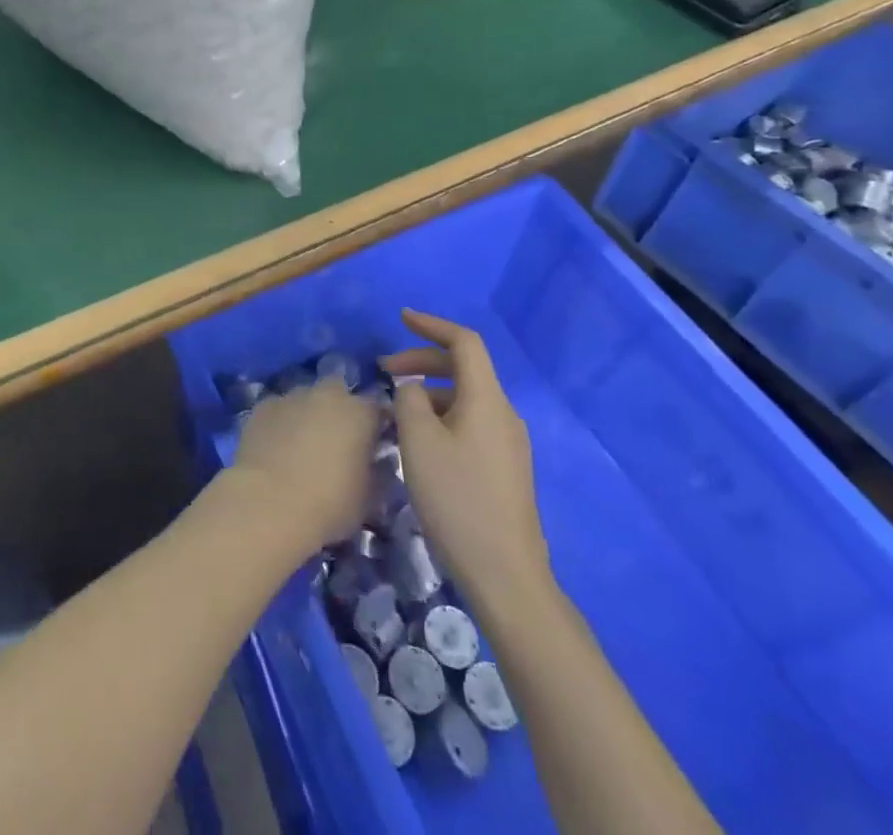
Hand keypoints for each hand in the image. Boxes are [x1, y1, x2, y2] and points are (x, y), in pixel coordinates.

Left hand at [232, 378, 378, 548]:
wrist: (268, 504)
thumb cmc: (329, 504)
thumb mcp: (369, 499)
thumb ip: (377, 472)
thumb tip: (376, 463)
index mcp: (360, 413)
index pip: (378, 408)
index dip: (378, 426)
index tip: (375, 446)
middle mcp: (327, 395)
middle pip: (339, 392)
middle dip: (340, 410)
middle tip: (337, 441)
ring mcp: (291, 396)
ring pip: (306, 399)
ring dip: (309, 415)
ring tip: (303, 446)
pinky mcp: (262, 406)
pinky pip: (279, 410)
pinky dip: (282, 423)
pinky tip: (276, 448)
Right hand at [382, 308, 549, 596]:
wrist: (505, 573)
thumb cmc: (457, 498)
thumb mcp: (419, 441)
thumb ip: (409, 400)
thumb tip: (412, 387)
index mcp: (487, 399)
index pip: (464, 342)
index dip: (432, 325)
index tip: (401, 319)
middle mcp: (503, 413)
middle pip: (464, 368)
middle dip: (423, 361)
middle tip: (385, 372)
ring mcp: (508, 443)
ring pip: (465, 398)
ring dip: (429, 392)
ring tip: (394, 412)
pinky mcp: (504, 468)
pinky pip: (470, 423)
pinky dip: (441, 416)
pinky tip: (418, 442)